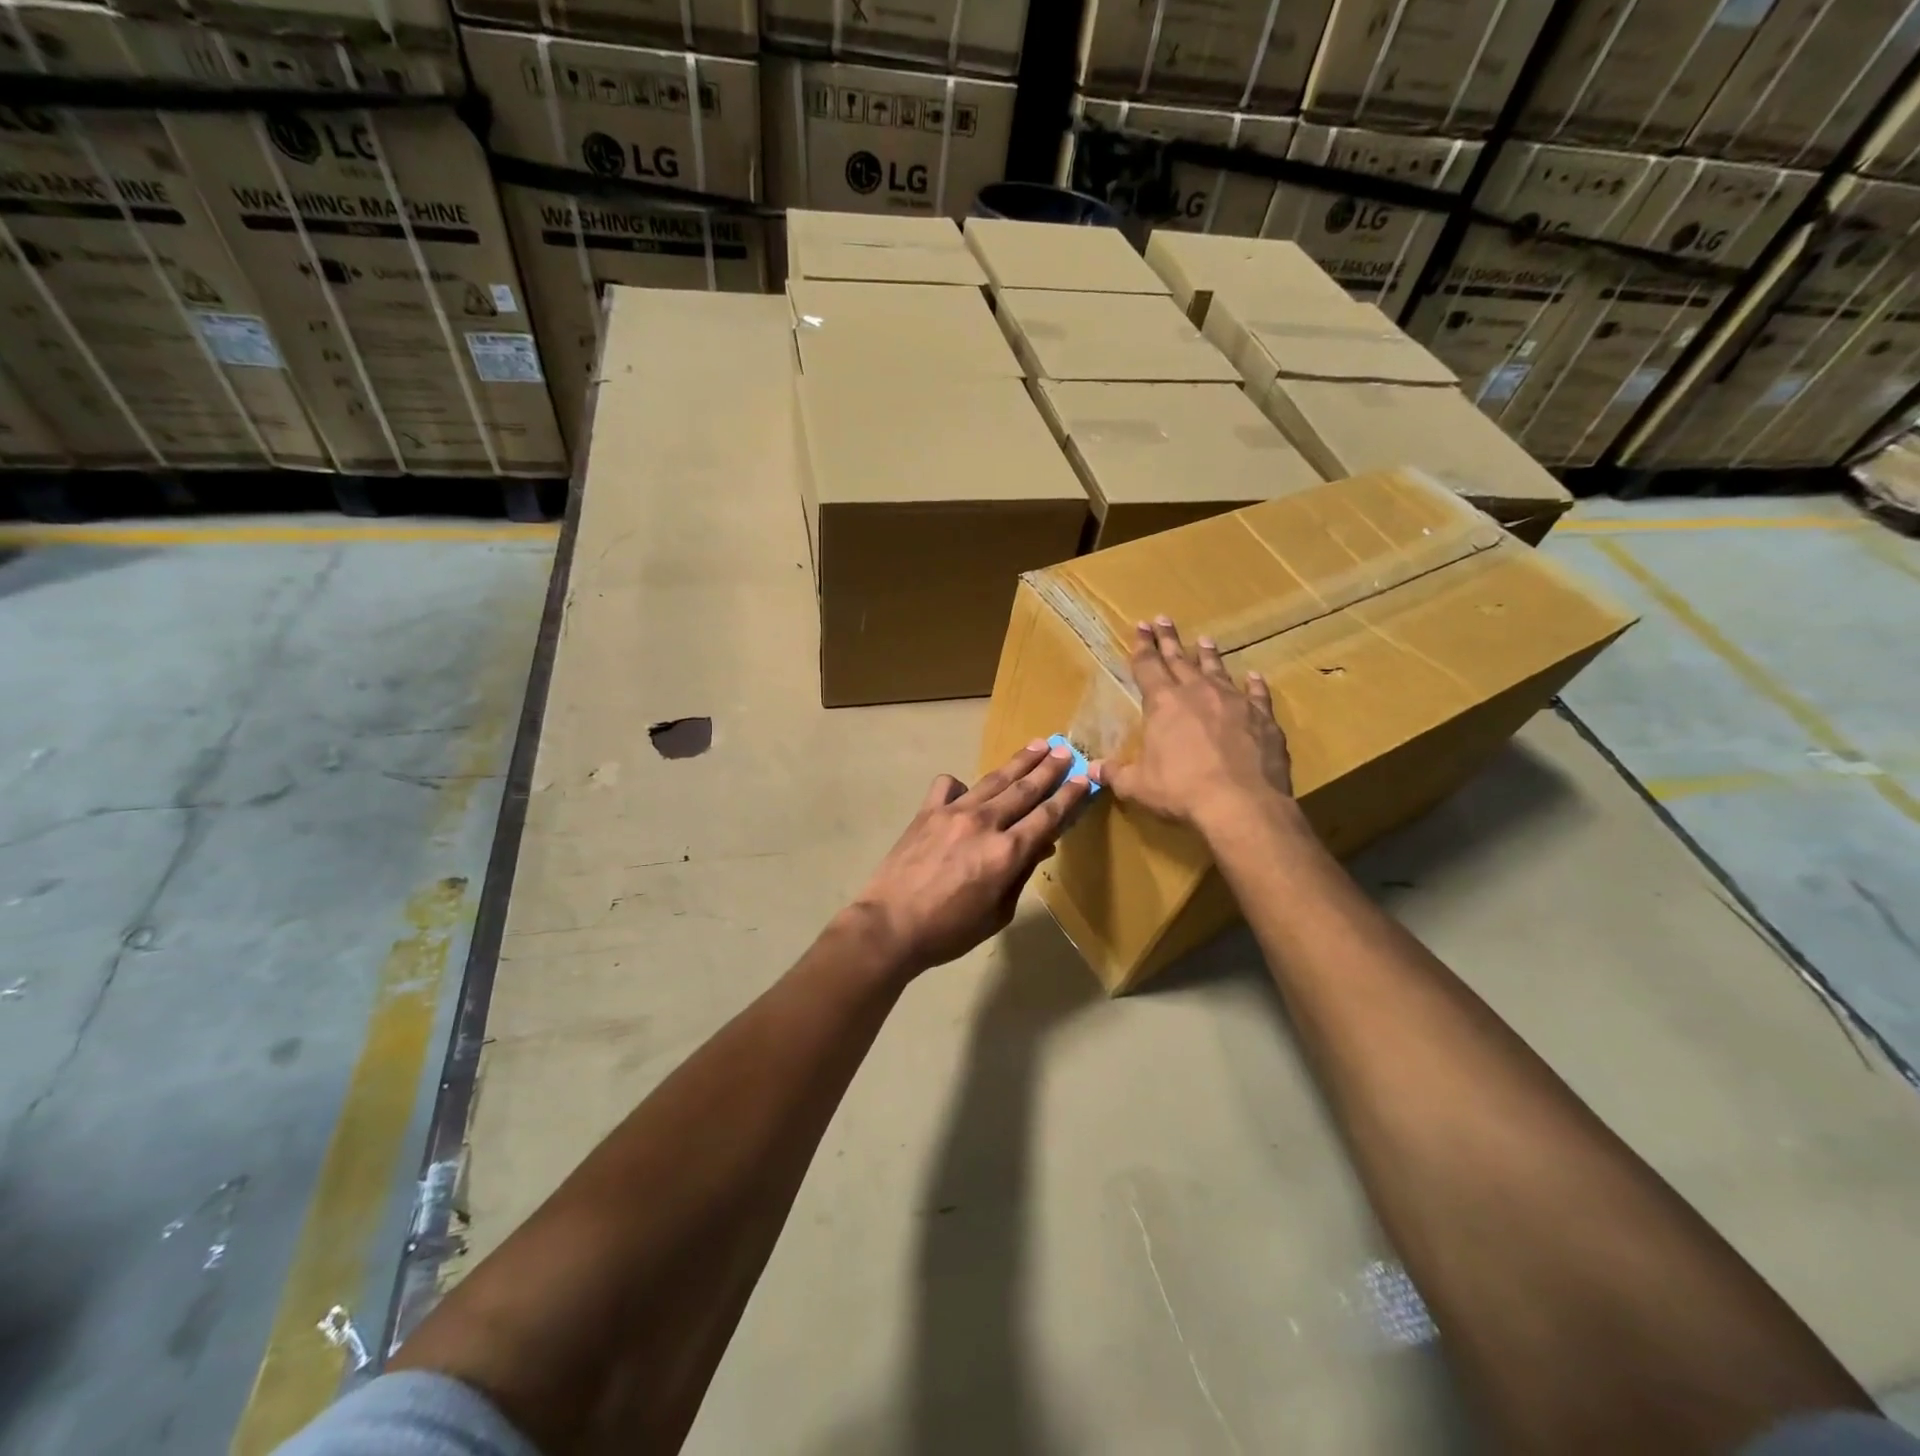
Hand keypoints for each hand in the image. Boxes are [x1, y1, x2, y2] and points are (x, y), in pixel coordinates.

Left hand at [847, 740, 1091, 975]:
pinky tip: (967, 790)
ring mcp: (954, 812)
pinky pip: (949, 785)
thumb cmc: (949, 930)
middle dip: (1049, 768)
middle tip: (1065, 749)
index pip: (1047, 816)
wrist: (890, 925)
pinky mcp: (927, 811)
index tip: (1084, 778)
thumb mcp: (998, 913)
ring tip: (1037, 744)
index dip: (1069, 796)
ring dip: (1018, 762)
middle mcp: (985, 823)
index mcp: (1007, 852)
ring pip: (993, 779)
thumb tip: (1039, 846)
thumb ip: (1020, 875)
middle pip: (1025, 789)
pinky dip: (962, 784)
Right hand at [1095, 617, 1292, 830]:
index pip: (1148, 666)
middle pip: (1180, 659)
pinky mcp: (1263, 719)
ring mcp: (1234, 702)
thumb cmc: (1181, 791)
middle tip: (1163, 619)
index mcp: (1163, 703)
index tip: (1140, 627)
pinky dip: (1254, 685)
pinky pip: (1257, 695)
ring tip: (1204, 640)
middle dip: (1169, 640)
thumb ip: (1115, 774)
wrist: (1241, 804)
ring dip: (1208, 655)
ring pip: (1218, 670)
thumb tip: (1092, 770)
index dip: (1142, 647)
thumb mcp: (1137, 786)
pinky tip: (1254, 677)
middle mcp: (1198, 693)